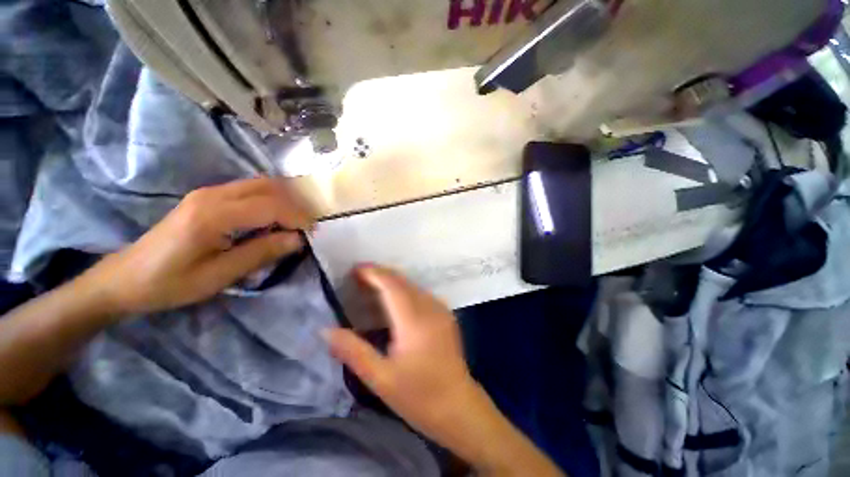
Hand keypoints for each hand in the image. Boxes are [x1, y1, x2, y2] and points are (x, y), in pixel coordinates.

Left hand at [82, 177, 314, 315]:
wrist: (125, 277)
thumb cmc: (170, 283)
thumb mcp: (219, 276)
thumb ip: (261, 253)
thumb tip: (297, 239)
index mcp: (212, 215)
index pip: (270, 205)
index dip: (297, 217)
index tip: (312, 233)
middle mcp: (212, 195)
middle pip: (268, 186)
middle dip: (295, 204)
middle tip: (307, 226)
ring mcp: (209, 192)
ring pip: (261, 184)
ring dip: (285, 200)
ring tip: (296, 222)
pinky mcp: (208, 197)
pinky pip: (250, 189)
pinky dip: (271, 200)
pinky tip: (275, 217)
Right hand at [323, 266, 478, 437]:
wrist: (459, 407)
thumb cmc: (419, 397)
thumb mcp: (381, 379)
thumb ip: (353, 352)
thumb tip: (327, 331)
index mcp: (414, 321)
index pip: (392, 286)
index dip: (374, 274)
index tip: (355, 269)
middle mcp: (430, 308)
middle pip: (403, 281)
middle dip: (381, 274)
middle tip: (359, 275)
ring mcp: (441, 310)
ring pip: (413, 285)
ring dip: (393, 281)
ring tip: (372, 284)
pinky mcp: (445, 315)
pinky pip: (422, 293)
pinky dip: (405, 290)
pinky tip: (395, 299)